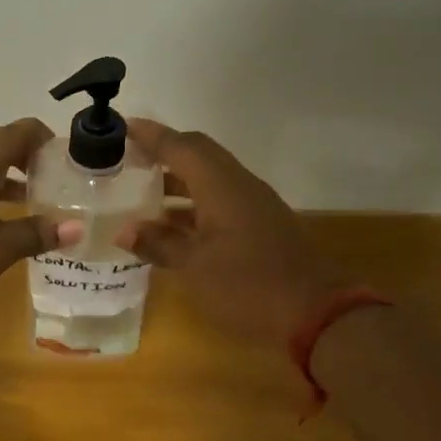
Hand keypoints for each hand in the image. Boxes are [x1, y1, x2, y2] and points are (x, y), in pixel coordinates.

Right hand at [117, 119, 347, 346]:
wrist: (317, 314)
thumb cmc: (248, 285)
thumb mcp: (194, 266)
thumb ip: (159, 243)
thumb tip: (124, 230)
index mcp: (221, 186)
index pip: (181, 147)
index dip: (151, 136)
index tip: (123, 126)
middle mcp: (239, 185)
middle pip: (199, 154)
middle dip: (164, 152)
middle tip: (130, 157)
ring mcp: (254, 205)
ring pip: (210, 178)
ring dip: (178, 180)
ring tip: (142, 190)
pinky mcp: (261, 226)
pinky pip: (220, 200)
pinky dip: (193, 204)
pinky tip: (172, 225)